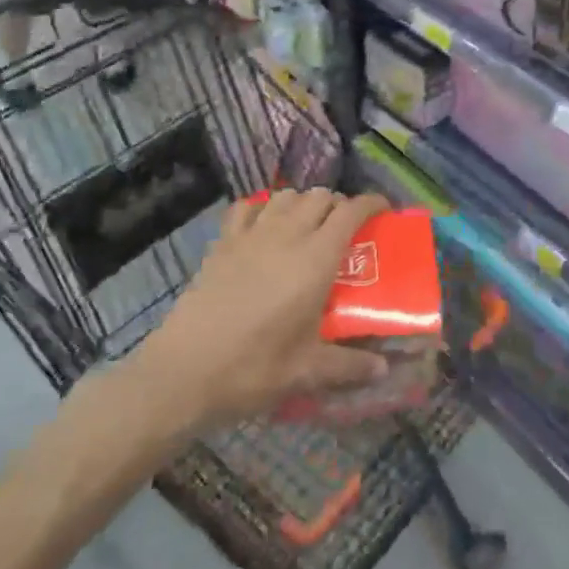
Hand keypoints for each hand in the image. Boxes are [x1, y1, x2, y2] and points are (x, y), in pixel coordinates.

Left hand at [136, 190, 393, 429]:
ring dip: (303, 203)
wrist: (184, 370)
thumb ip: (349, 366)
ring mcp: (251, 235)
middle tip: (345, 229)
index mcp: (316, 258)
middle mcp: (287, 235)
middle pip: (320, 197)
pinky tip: (263, 225)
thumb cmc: (254, 368)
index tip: (384, 210)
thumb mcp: (307, 372)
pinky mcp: (222, 243)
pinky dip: (262, 208)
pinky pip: (246, 207)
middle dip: (338, 204)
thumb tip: (383, 370)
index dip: (371, 203)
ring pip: (286, 196)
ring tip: (307, 226)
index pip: (350, 211)